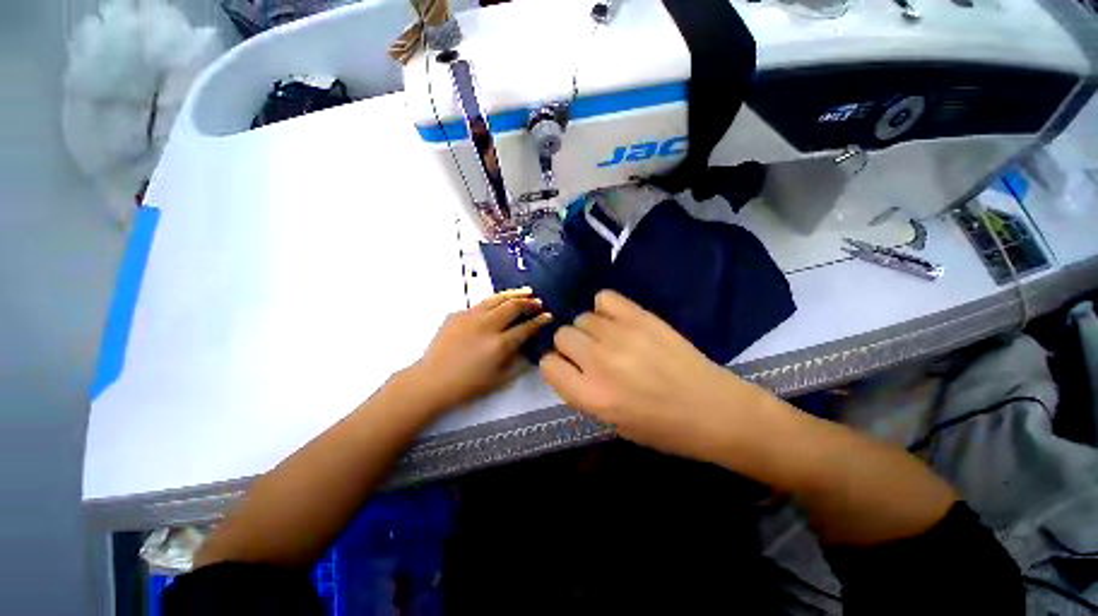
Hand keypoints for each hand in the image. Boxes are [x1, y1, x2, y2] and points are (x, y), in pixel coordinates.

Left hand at [409, 288, 551, 411]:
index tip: (548, 316)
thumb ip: (517, 360)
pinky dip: (494, 301)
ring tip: (526, 291)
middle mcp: (487, 326)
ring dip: (514, 294)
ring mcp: (470, 317)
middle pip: (513, 306)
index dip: (540, 321)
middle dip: (529, 302)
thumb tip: (527, 345)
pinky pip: (481, 304)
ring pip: (497, 298)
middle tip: (538, 302)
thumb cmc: (467, 386)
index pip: (526, 328)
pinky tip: (499, 303)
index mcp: (499, 344)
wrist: (431, 381)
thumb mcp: (499, 379)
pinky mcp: (457, 314)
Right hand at [539, 290, 755, 461]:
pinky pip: (604, 298)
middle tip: (591, 355)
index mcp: (591, 395)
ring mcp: (620, 335)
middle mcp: (599, 361)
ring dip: (590, 330)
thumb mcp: (612, 423)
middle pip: (563, 336)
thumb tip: (569, 367)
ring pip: (581, 317)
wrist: (714, 410)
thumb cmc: (663, 427)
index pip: (548, 366)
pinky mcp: (640, 317)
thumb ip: (583, 393)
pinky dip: (605, 308)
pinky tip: (617, 321)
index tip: (569, 369)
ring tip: (609, 338)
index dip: (556, 366)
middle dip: (571, 347)